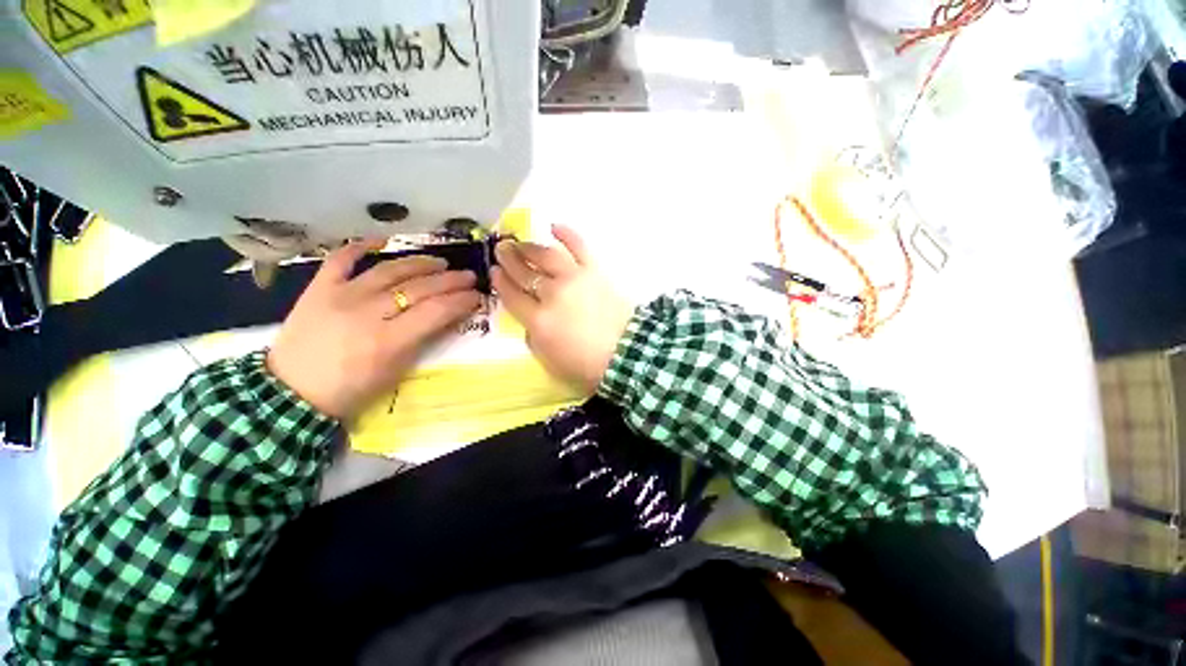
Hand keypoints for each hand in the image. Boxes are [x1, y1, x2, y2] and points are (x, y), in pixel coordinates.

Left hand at [268, 242, 481, 419]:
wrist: (292, 392)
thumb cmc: (342, 396)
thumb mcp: (384, 381)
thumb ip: (411, 348)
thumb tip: (435, 321)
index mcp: (385, 343)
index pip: (434, 313)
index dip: (460, 301)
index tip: (476, 296)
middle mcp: (368, 312)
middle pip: (417, 288)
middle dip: (448, 281)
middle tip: (467, 276)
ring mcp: (342, 294)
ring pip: (389, 269)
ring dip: (418, 263)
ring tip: (438, 263)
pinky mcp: (321, 285)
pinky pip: (344, 257)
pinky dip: (363, 246)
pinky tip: (383, 240)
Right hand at [492, 225, 633, 393]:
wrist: (627, 355)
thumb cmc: (587, 366)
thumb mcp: (550, 362)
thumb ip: (533, 338)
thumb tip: (529, 321)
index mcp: (538, 320)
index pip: (512, 296)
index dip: (500, 282)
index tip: (493, 271)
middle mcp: (552, 294)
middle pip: (524, 272)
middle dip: (509, 259)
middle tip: (500, 249)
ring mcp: (574, 279)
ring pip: (545, 256)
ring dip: (529, 247)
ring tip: (518, 241)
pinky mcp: (595, 270)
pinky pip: (578, 247)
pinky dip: (566, 234)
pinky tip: (554, 226)